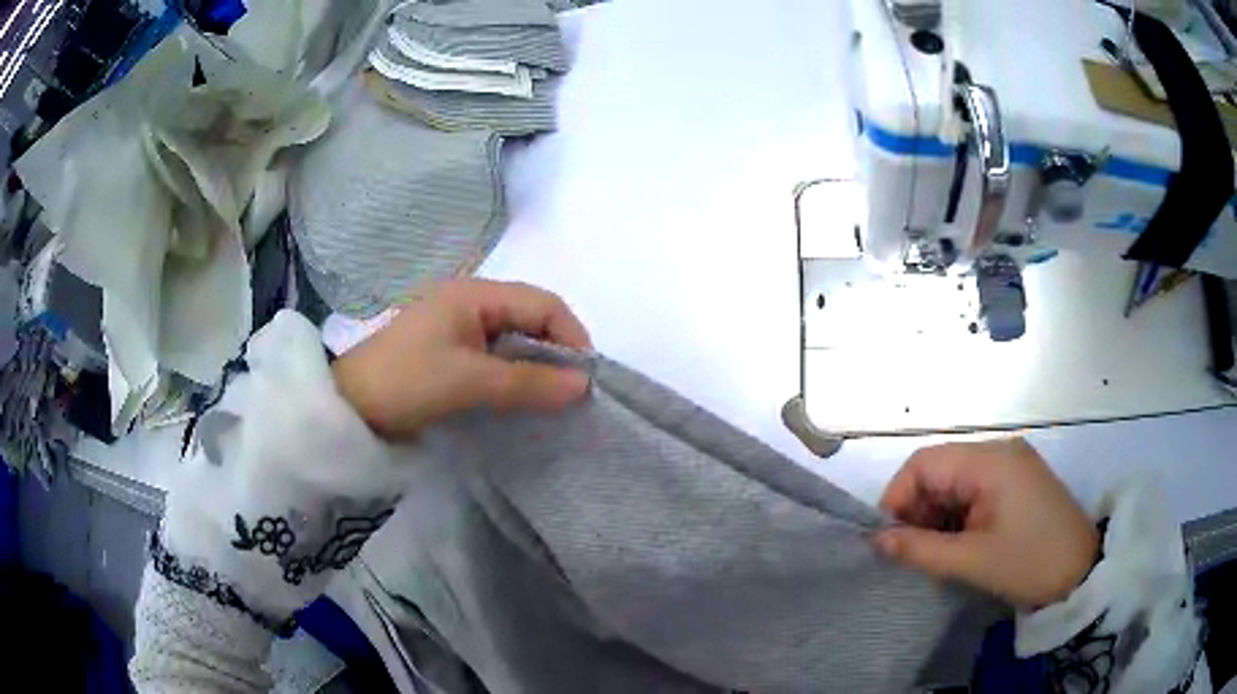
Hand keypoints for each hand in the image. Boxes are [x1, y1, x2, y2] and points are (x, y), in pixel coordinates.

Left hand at [332, 280, 591, 439]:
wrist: (350, 407)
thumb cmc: (407, 383)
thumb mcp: (470, 381)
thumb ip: (529, 382)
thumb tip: (584, 385)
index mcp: (475, 293)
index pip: (543, 303)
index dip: (571, 336)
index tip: (586, 378)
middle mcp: (470, 300)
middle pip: (531, 317)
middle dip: (556, 351)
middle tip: (572, 392)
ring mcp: (458, 325)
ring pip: (514, 338)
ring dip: (536, 365)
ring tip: (551, 398)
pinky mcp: (450, 349)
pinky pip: (495, 355)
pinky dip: (513, 373)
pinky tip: (520, 397)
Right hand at [874, 439, 1099, 608]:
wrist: (1081, 573)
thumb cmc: (1029, 562)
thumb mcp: (972, 560)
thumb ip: (920, 548)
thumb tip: (876, 540)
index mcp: (990, 459)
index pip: (924, 463)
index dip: (898, 497)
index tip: (888, 539)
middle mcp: (999, 451)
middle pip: (939, 470)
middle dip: (917, 510)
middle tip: (910, 553)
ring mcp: (1010, 466)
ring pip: (954, 483)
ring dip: (936, 516)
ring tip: (934, 554)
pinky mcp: (1017, 483)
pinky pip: (973, 492)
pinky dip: (957, 517)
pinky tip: (958, 545)